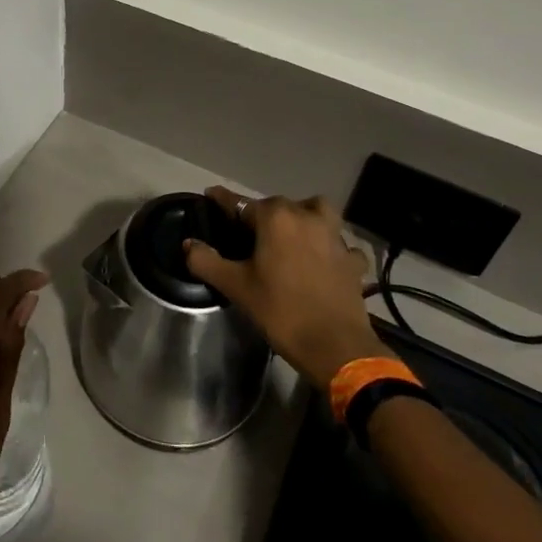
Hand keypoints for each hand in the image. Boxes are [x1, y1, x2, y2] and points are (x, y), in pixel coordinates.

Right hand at [184, 186, 384, 388]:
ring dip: (304, 218)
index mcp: (276, 218)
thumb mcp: (236, 287)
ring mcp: (335, 237)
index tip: (211, 195)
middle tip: (248, 233)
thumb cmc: (281, 311)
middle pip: (279, 205)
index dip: (223, 200)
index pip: (241, 203)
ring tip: (292, 235)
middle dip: (262, 213)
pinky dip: (331, 248)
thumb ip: (207, 261)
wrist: (335, 346)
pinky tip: (324, 261)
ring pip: (317, 212)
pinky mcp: (352, 259)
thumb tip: (189, 244)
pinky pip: (340, 244)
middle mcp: (307, 217)